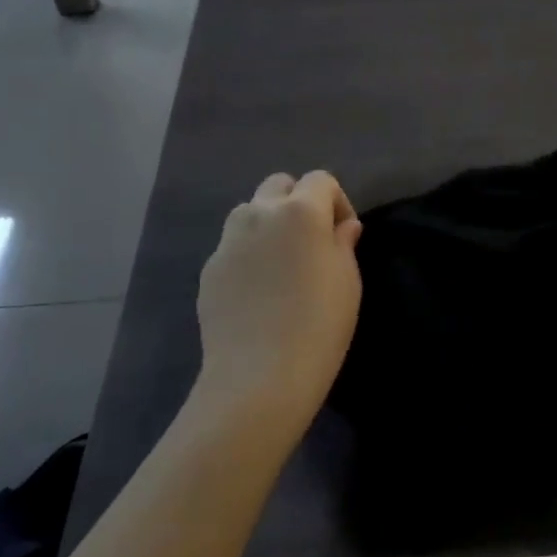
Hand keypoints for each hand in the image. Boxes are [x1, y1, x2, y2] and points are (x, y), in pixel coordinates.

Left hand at [195, 171, 362, 438]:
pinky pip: (233, 247)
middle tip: (310, 241)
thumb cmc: (319, 324)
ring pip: (249, 212)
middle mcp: (260, 214)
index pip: (320, 180)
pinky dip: (248, 255)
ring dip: (268, 223)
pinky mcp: (209, 269)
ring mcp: (229, 241)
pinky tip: (257, 292)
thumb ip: (343, 243)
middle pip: (279, 185)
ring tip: (280, 262)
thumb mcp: (347, 281)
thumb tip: (342, 227)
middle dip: (297, 201)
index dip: (337, 202)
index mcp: (300, 211)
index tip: (343, 235)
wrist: (259, 375)